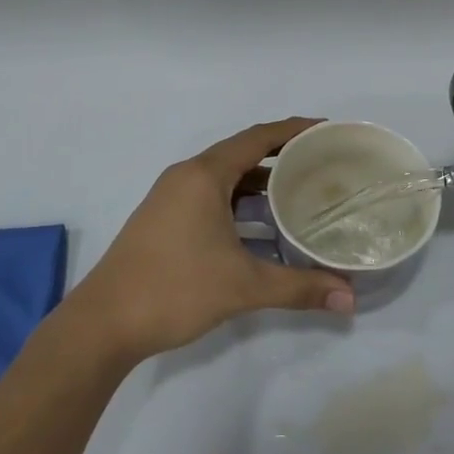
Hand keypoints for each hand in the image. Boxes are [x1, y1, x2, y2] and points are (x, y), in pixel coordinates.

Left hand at [66, 119, 356, 361]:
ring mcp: (171, 197)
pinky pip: (211, 197)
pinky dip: (240, 204)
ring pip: (225, 179)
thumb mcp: (243, 286)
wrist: (103, 322)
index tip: (328, 131)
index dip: (295, 130)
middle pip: (242, 154)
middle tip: (322, 167)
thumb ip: (299, 287)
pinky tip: (262, 229)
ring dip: (260, 185)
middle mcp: (187, 176)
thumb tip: (350, 299)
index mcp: (204, 175)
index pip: (258, 137)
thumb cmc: (174, 289)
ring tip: (300, 196)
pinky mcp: (164, 219)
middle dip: (282, 157)